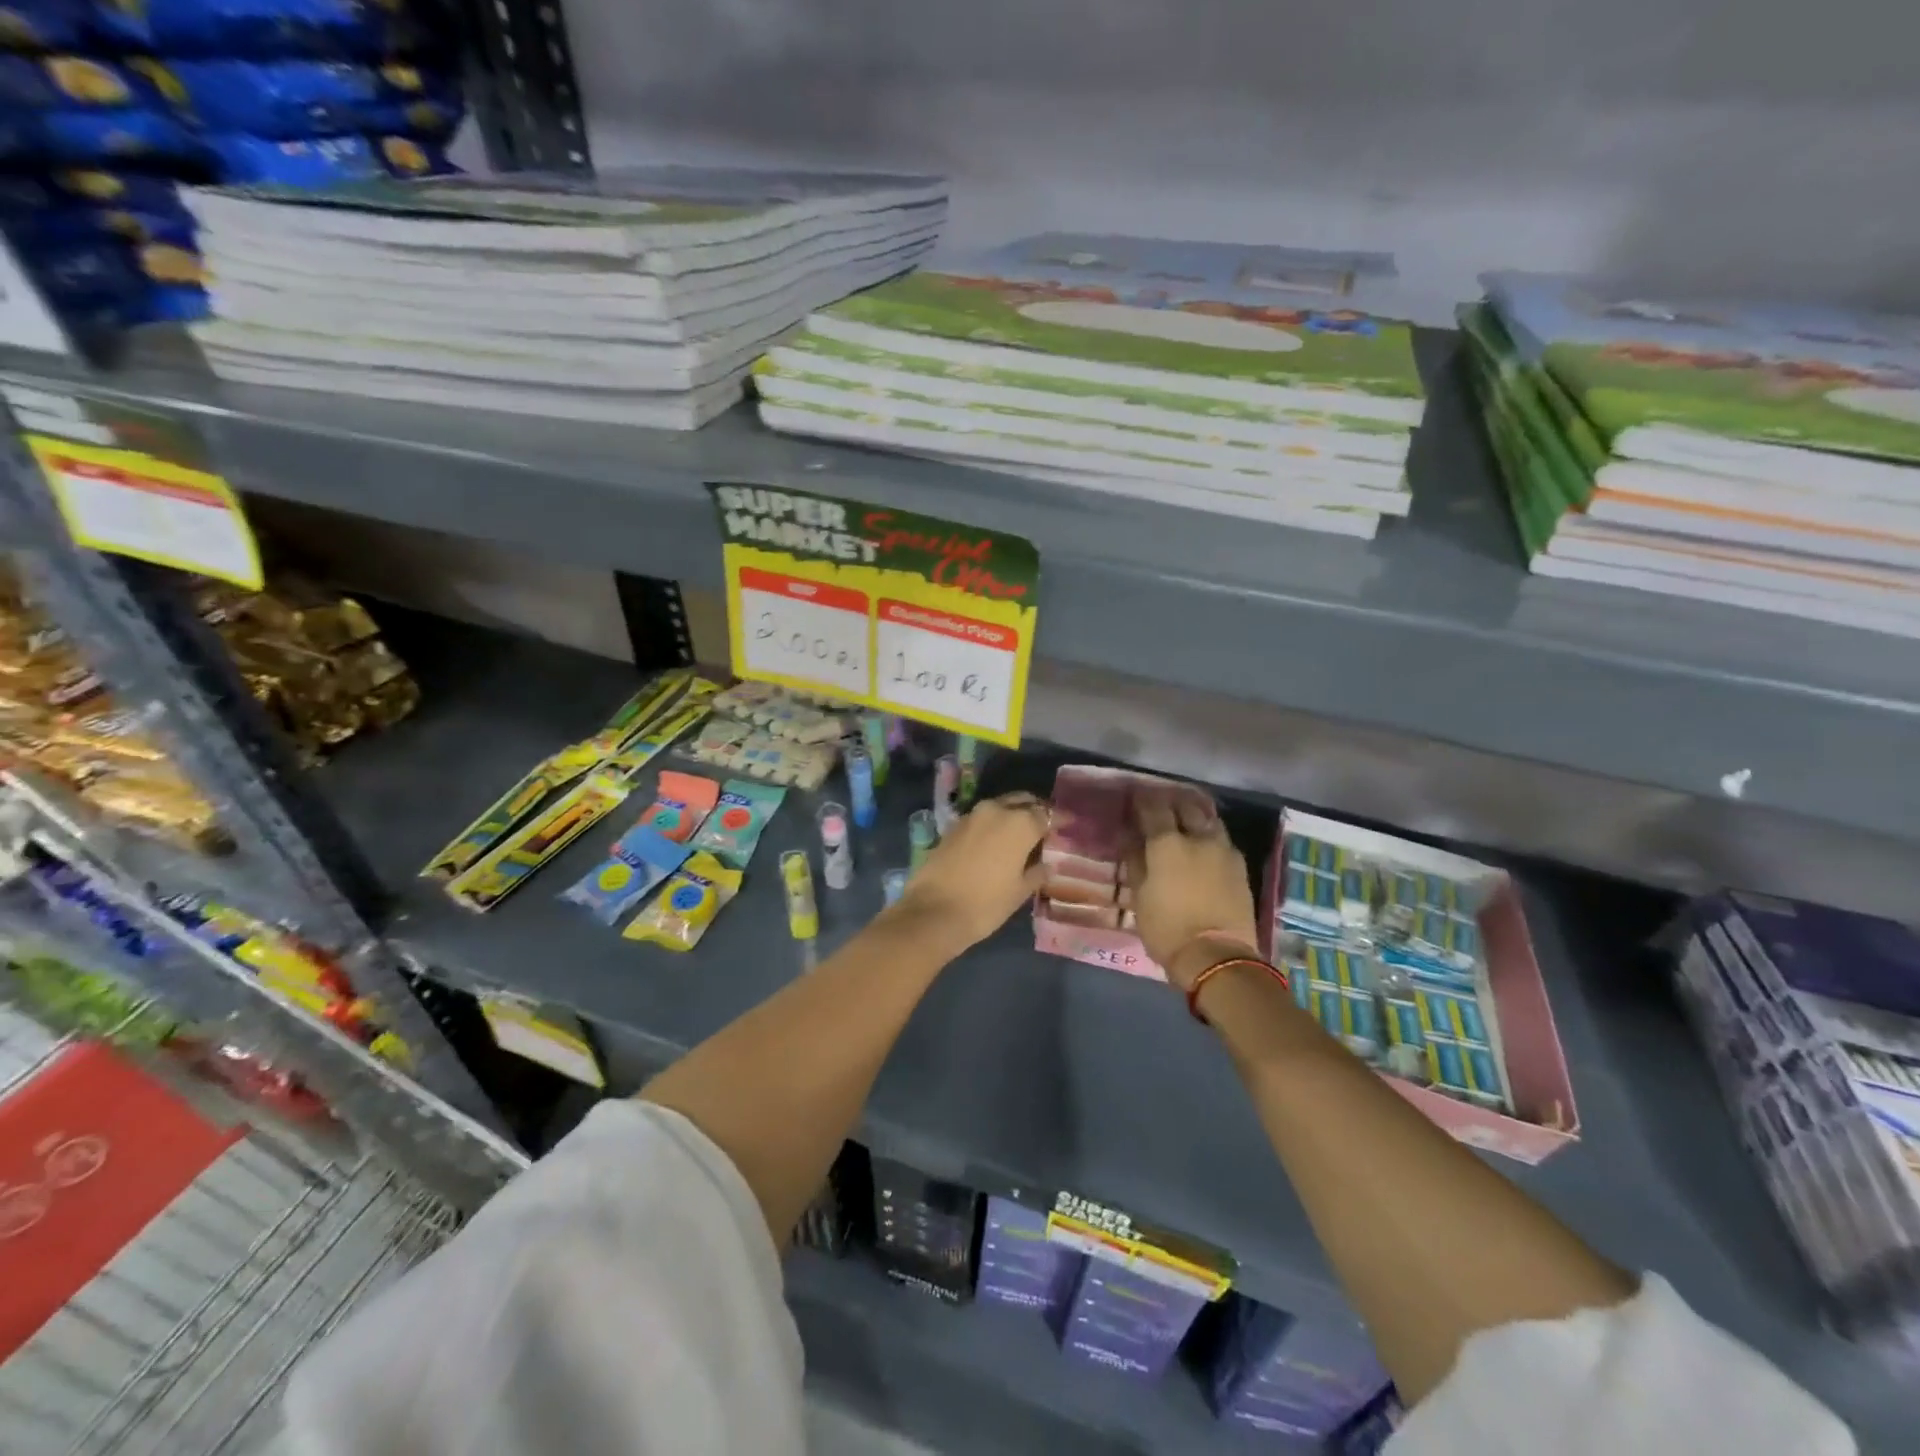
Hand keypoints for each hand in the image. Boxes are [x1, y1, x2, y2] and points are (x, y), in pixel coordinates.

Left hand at [895, 792, 1049, 950]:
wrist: (934, 912)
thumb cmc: (986, 904)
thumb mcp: (1020, 891)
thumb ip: (1037, 872)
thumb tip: (1046, 864)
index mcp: (1020, 823)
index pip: (1047, 814)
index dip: (1060, 819)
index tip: (1069, 823)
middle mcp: (996, 810)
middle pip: (1022, 801)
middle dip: (1035, 809)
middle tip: (1046, 824)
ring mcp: (971, 816)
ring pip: (1000, 806)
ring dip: (1013, 814)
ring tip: (1022, 832)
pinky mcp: (953, 826)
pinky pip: (982, 818)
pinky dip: (994, 823)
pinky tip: (998, 840)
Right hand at [1126, 786, 1260, 991]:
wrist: (1218, 957)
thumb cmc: (1168, 928)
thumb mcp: (1140, 897)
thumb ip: (1136, 862)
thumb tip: (1131, 840)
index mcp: (1167, 844)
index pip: (1153, 809)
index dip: (1142, 801)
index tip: (1135, 798)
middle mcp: (1198, 838)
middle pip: (1185, 807)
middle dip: (1171, 802)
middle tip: (1161, 806)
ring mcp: (1223, 850)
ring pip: (1209, 820)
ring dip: (1195, 815)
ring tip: (1185, 820)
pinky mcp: (1240, 866)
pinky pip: (1222, 839)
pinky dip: (1210, 834)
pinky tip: (1204, 843)